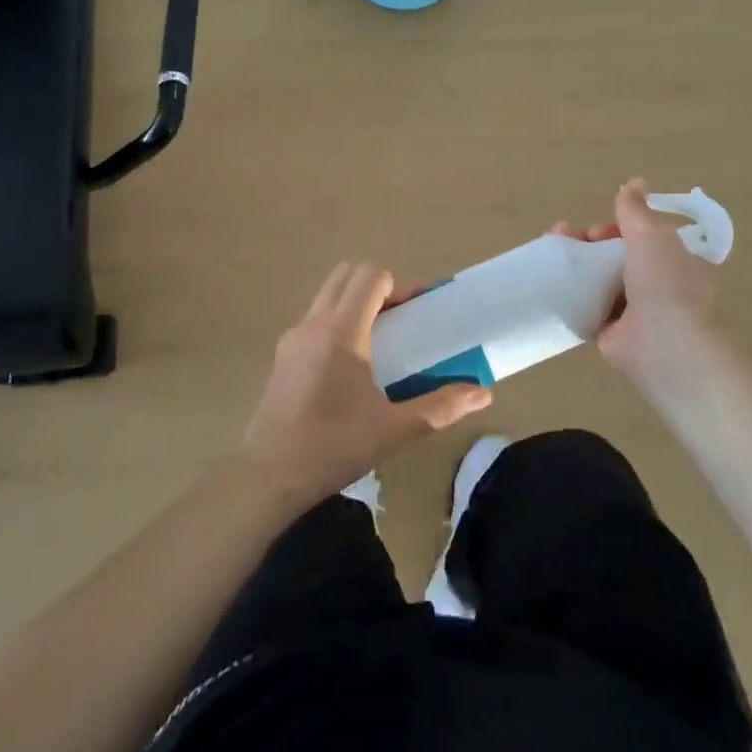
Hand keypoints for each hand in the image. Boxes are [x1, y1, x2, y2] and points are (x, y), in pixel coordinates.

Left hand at [242, 261, 491, 501]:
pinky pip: (315, 320)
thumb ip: (441, 407)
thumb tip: (483, 393)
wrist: (268, 476)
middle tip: (401, 320)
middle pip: (346, 275)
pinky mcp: (282, 356)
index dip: (400, 285)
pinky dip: (338, 322)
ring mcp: (292, 338)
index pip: (370, 276)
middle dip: (378, 287)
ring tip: (380, 342)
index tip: (419, 311)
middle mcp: (314, 324)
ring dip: (356, 303)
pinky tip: (350, 367)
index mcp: (342, 331)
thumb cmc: (334, 446)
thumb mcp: (395, 429)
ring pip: (328, 295)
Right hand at [552, 179, 717, 379]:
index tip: (596, 230)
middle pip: (614, 256)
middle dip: (588, 244)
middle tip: (564, 239)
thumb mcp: (651, 235)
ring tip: (550, 258)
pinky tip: (550, 285)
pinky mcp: (611, 333)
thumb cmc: (664, 283)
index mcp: (671, 260)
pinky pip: (587, 308)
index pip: (639, 236)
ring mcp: (633, 311)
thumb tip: (634, 183)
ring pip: (598, 280)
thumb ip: (636, 211)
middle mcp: (655, 284)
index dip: (615, 228)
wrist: (664, 346)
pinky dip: (570, 296)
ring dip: (576, 267)